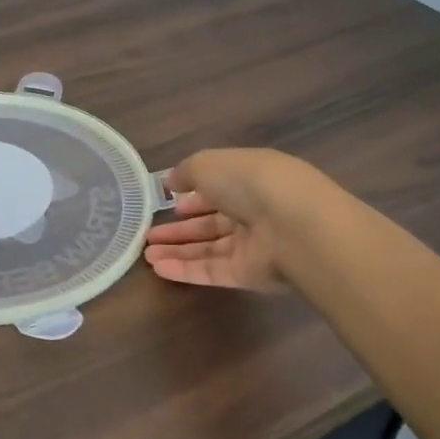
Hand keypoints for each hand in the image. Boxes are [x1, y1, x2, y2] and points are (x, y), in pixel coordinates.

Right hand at [142, 148, 314, 291]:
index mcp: (250, 179)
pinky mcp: (248, 275)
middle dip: (179, 228)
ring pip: (208, 249)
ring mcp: (252, 246)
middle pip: (211, 223)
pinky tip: (158, 269)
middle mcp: (253, 212)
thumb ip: (186, 172)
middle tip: (148, 234)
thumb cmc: (250, 183)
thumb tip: (171, 183)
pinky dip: (185, 270)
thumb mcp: (209, 163)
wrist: (293, 227)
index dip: (193, 195)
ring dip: (177, 250)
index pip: (219, 189)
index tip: (168, 201)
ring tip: (145, 254)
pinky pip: (211, 271)